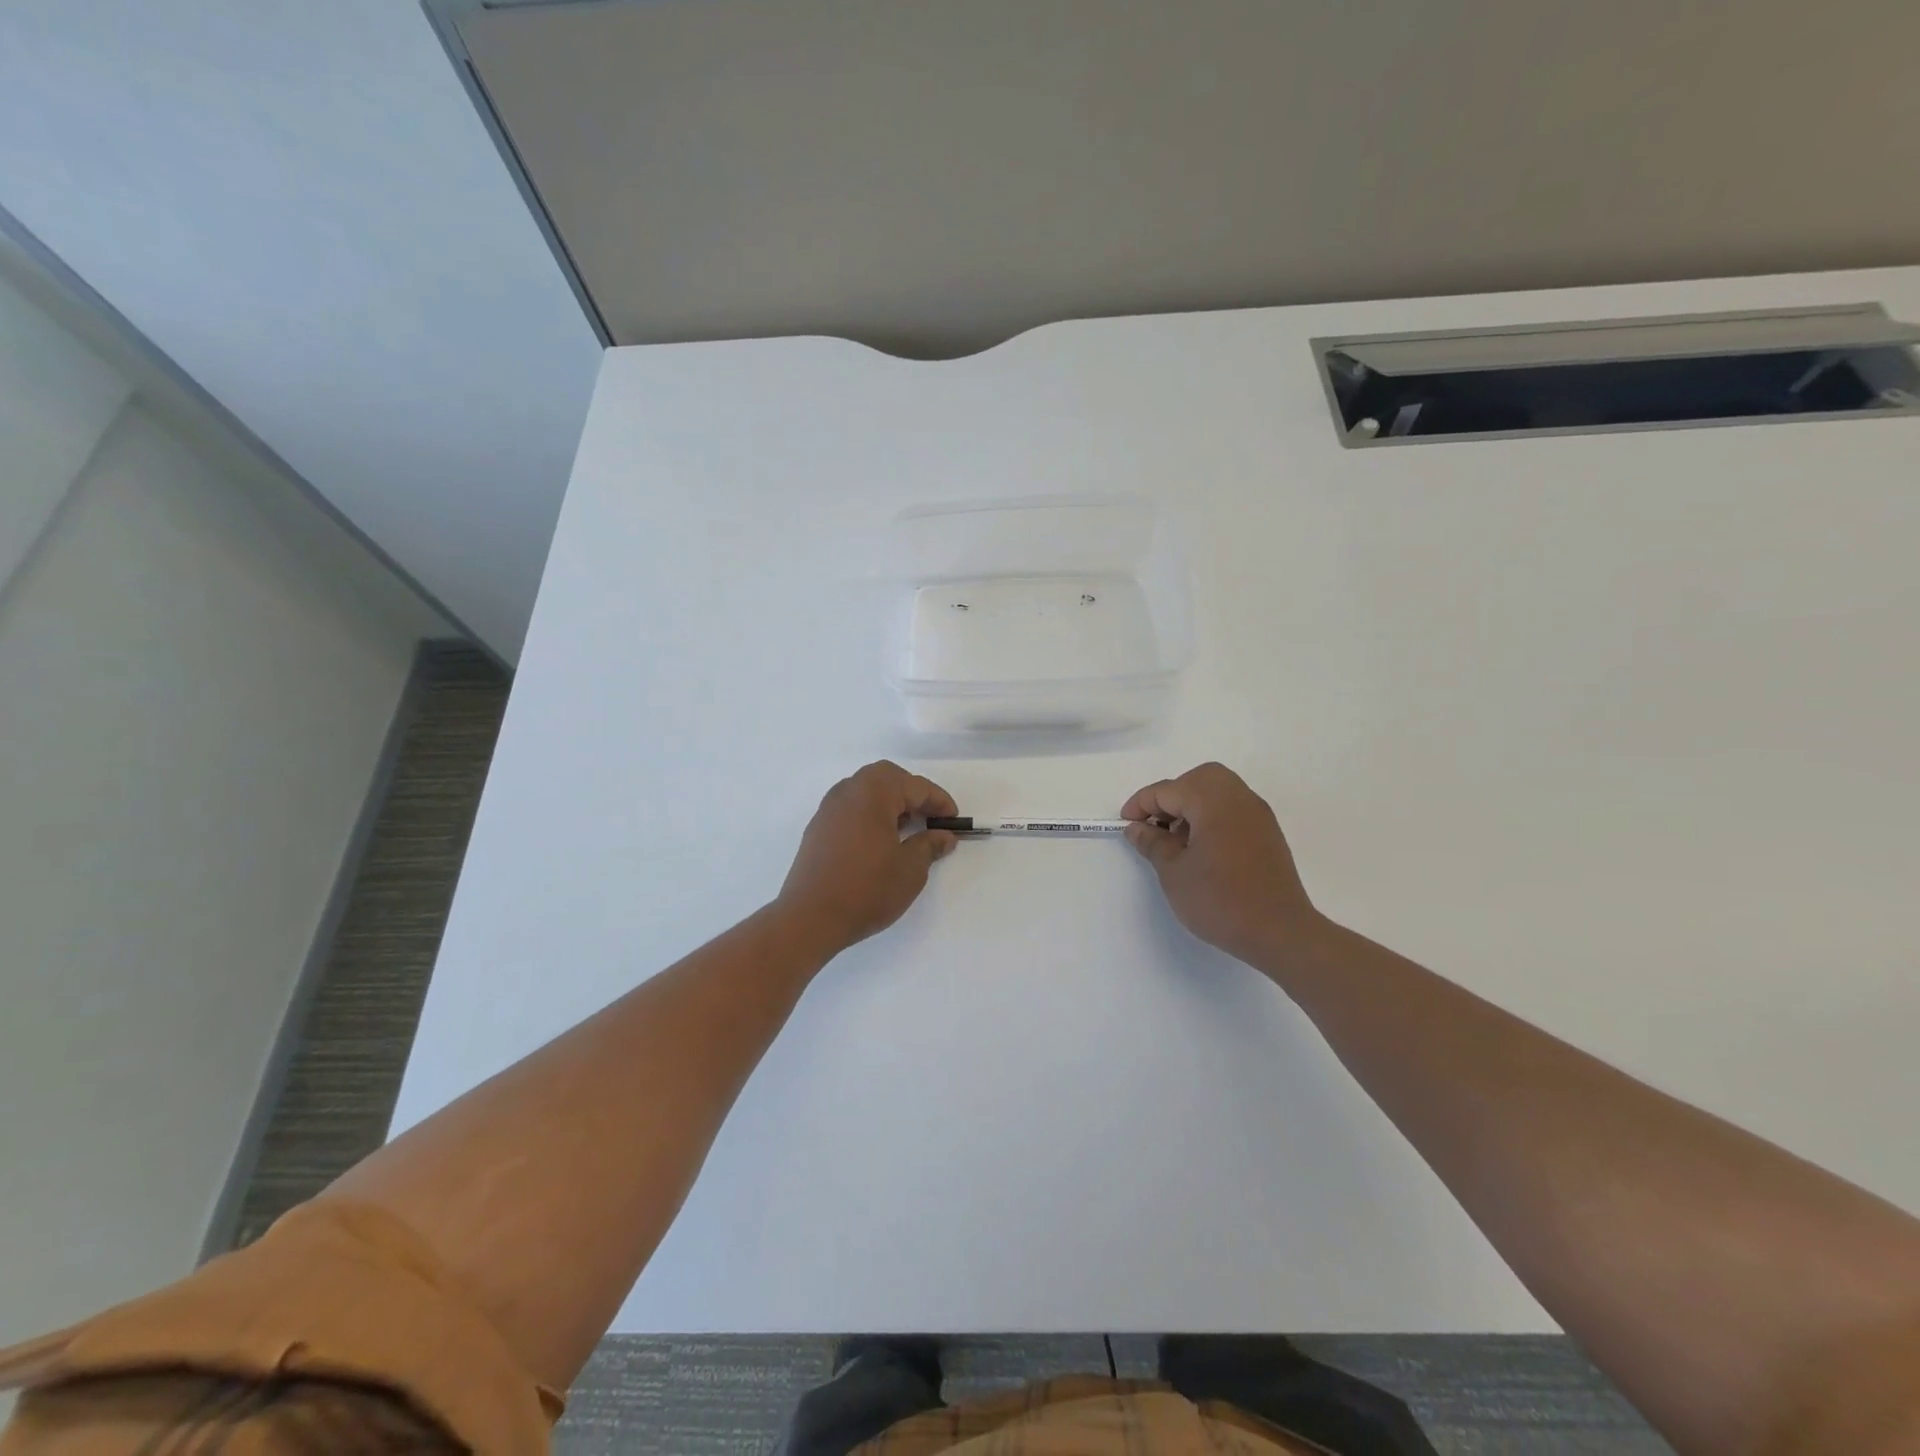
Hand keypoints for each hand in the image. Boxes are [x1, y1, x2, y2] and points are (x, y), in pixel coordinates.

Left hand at [778, 761, 959, 953]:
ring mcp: (829, 809)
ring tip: (907, 828)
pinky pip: (851, 807)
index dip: (939, 802)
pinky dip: (870, 813)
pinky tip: (880, 840)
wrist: (810, 917)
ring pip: (865, 790)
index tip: (954, 821)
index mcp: (874, 793)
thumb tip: (944, 836)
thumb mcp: (910, 869)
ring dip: (889, 802)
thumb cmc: (866, 889)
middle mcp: (848, 791)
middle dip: (912, 793)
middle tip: (930, 817)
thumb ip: (929, 846)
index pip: (915, 786)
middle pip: (886, 777)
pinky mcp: (818, 828)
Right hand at [1122, 762, 1324, 967]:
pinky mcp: (1267, 834)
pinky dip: (1211, 817)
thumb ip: (1152, 843)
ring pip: (1217, 792)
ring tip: (1176, 840)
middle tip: (1154, 825)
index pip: (1168, 790)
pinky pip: (1233, 810)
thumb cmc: (1220, 900)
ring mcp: (1258, 815)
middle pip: (1197, 780)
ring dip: (1192, 807)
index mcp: (1212, 801)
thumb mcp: (1173, 873)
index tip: (1125, 825)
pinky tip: (1201, 849)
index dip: (1141, 805)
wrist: (1280, 932)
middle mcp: (1239, 798)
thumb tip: (1137, 828)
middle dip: (1171, 797)